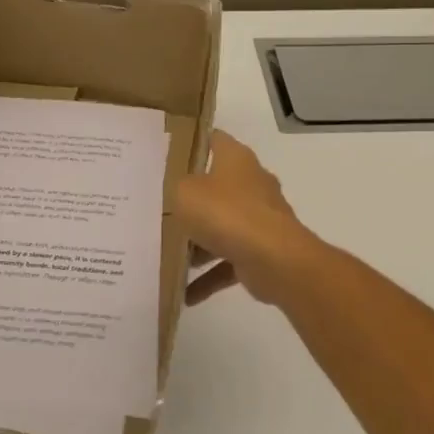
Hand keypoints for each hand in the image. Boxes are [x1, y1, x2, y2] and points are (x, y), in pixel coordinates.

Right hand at [173, 131, 319, 305]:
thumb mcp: (184, 192)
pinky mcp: (261, 251)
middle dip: (190, 198)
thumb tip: (176, 193)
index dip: (192, 142)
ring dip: (198, 243)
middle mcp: (251, 184)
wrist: (275, 260)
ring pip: (221, 226)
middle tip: (159, 205)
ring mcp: (259, 219)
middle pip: (215, 185)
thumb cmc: (226, 213)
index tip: (168, 152)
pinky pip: (228, 262)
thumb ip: (175, 188)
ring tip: (167, 254)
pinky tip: (186, 293)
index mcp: (236, 159)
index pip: (214, 139)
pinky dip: (208, 276)